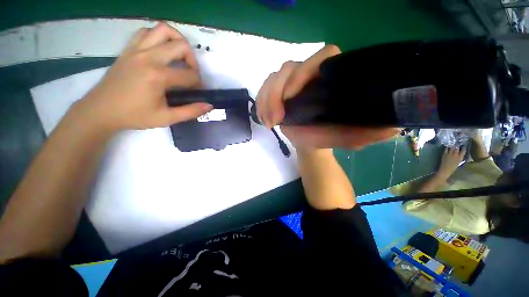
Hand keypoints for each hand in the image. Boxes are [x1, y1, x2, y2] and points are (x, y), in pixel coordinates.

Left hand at [75, 23, 212, 131]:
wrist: (101, 110)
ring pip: (163, 30)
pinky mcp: (128, 49)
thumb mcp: (167, 118)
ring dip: (177, 40)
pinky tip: (161, 50)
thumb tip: (209, 106)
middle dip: (192, 60)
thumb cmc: (134, 116)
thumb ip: (191, 111)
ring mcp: (136, 50)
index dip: (198, 83)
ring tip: (179, 55)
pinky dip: (158, 37)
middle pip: (181, 46)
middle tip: (191, 73)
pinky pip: (146, 32)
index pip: (189, 75)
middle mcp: (148, 57)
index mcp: (158, 76)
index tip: (196, 91)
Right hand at [255, 45, 398, 149]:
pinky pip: (263, 88)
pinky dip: (260, 102)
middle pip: (288, 67)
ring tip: (269, 123)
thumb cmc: (325, 136)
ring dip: (266, 100)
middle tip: (276, 120)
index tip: (291, 97)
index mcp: (330, 79)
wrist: (308, 140)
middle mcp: (310, 74)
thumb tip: (392, 127)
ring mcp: (291, 81)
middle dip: (276, 93)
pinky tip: (264, 118)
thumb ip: (364, 133)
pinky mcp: (277, 90)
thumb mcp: (345, 137)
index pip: (322, 57)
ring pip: (273, 77)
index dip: (303, 72)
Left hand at [437, 146, 465, 178]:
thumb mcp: (459, 162)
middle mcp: (455, 154)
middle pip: (457, 148)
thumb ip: (460, 157)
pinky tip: (447, 146)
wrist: (445, 170)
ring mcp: (449, 154)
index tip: (463, 146)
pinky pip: (446, 149)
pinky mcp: (444, 154)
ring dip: (452, 146)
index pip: (463, 150)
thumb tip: (461, 153)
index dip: (463, 148)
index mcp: (460, 157)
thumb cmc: (453, 167)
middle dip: (457, 145)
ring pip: (452, 147)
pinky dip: (447, 147)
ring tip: (452, 144)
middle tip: (457, 143)